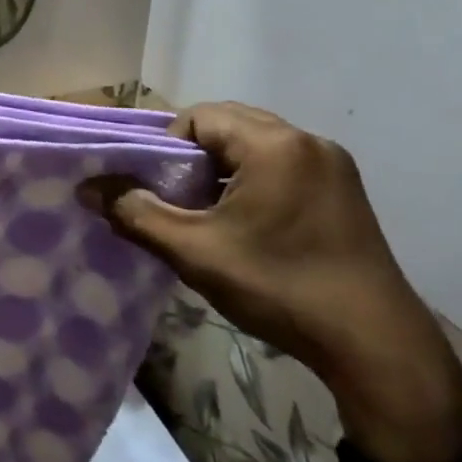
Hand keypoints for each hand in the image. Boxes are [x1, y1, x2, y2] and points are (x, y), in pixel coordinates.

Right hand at [86, 102, 461, 461]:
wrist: (374, 344)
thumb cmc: (278, 286)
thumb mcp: (194, 251)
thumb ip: (136, 213)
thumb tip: (88, 188)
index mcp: (274, 144)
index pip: (200, 117)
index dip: (167, 147)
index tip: (159, 190)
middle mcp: (308, 141)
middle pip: (230, 126)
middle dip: (193, 157)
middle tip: (177, 200)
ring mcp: (333, 166)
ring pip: (257, 147)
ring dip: (223, 170)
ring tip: (207, 214)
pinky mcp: (345, 193)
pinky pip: (283, 167)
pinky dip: (253, 183)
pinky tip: (246, 226)